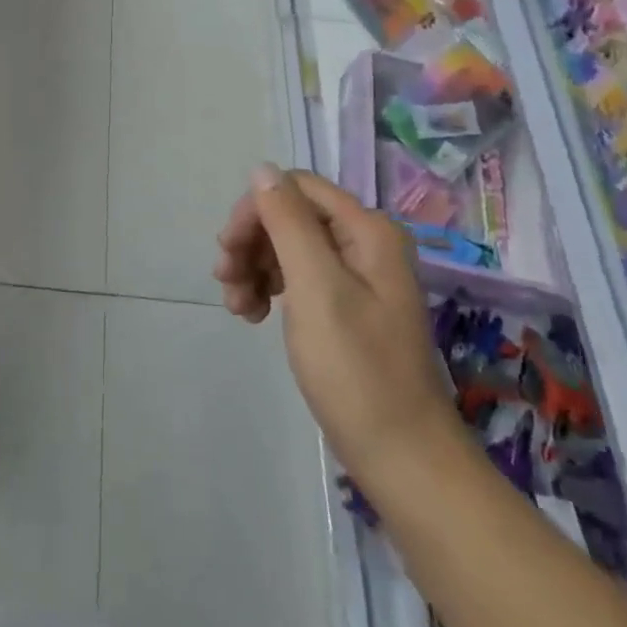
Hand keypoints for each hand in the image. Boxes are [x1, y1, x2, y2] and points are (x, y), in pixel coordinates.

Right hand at [215, 166, 458, 483]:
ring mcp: (357, 276)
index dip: (254, 210)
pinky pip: (298, 276)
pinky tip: (253, 314)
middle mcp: (365, 243)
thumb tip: (262, 169)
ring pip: (288, 246)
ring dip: (254, 267)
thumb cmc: (356, 371)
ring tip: (237, 306)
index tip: (227, 250)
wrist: (402, 457)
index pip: (295, 188)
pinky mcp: (347, 305)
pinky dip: (270, 288)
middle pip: (290, 215)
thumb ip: (288, 222)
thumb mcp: (315, 288)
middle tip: (224, 280)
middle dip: (251, 242)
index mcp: (367, 230)